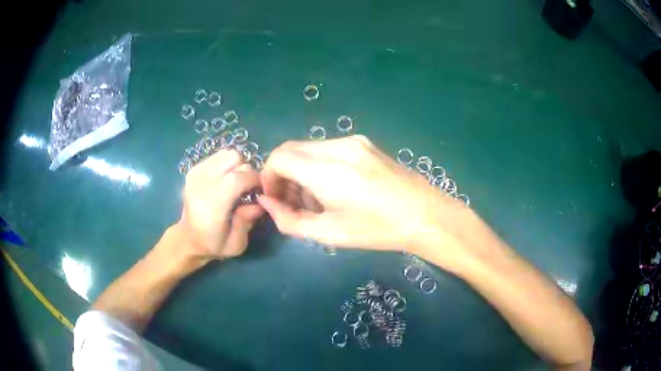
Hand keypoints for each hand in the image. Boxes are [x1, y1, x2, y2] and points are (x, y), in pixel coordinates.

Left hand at [174, 149, 263, 261]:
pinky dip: (227, 163)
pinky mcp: (194, 169)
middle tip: (249, 187)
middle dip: (247, 170)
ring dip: (238, 165)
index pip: (238, 178)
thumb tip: (260, 202)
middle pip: (234, 159)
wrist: (188, 238)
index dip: (255, 179)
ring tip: (238, 182)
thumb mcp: (236, 244)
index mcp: (212, 204)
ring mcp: (197, 173)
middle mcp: (202, 183)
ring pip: (228, 154)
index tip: (262, 189)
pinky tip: (226, 178)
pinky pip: (219, 156)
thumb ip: (248, 221)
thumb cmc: (214, 243)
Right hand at [258, 135, 470, 254]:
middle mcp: (337, 147)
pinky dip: (319, 165)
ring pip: (309, 149)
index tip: (275, 198)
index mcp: (327, 170)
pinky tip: (334, 188)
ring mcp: (353, 141)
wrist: (425, 215)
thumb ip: (289, 219)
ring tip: (315, 199)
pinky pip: (328, 149)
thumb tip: (267, 203)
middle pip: (291, 149)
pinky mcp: (364, 143)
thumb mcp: (329, 233)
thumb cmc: (377, 230)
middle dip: (282, 173)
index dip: (268, 176)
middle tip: (292, 201)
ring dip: (301, 170)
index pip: (279, 157)